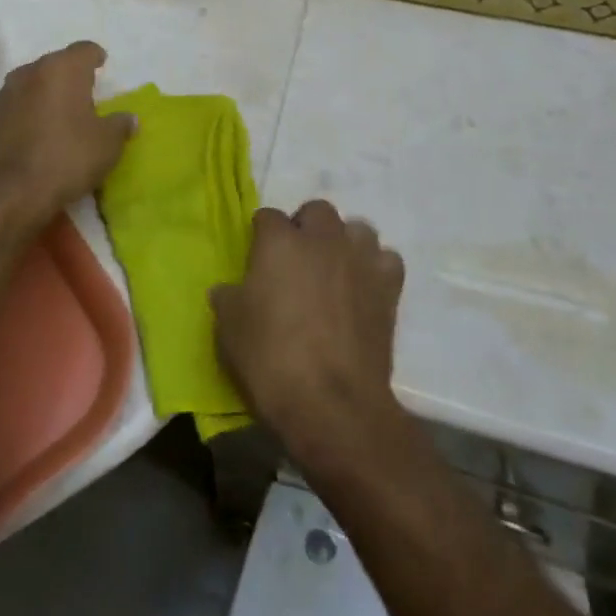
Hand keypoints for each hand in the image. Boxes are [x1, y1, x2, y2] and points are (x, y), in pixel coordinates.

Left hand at [0, 42, 134, 226]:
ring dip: (47, 94)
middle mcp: (31, 71)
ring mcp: (6, 93)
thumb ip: (120, 125)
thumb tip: (129, 118)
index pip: (84, 50)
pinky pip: (17, 106)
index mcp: (63, 69)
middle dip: (71, 75)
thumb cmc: (66, 158)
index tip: (102, 65)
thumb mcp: (107, 145)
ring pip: (33, 83)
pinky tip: (38, 133)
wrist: (8, 194)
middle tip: (85, 94)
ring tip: (61, 114)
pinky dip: (29, 112)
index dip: (96, 57)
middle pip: (56, 64)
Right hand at [210, 201, 405, 468]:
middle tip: (296, 260)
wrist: (332, 404)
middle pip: (317, 210)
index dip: (261, 236)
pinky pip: (386, 261)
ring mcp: (359, 260)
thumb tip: (228, 291)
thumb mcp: (229, 329)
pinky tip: (365, 288)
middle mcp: (322, 239)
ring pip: (357, 229)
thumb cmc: (271, 359)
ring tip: (334, 270)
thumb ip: (229, 298)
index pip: (267, 216)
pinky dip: (376, 268)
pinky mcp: (388, 288)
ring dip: (345, 242)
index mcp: (279, 241)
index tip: (257, 259)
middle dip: (306, 227)